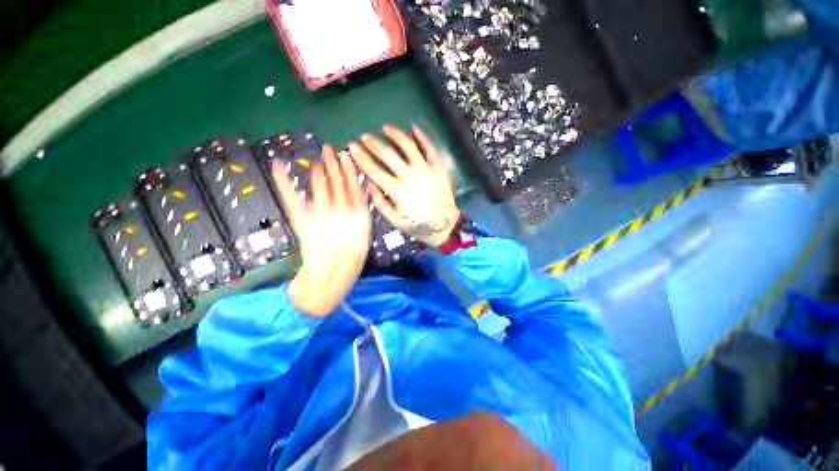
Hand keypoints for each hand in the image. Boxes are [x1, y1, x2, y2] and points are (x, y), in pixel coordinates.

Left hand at [272, 146, 371, 316]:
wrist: (331, 277)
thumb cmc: (352, 260)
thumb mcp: (366, 237)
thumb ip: (363, 215)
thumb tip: (359, 194)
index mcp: (359, 216)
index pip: (354, 187)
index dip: (350, 170)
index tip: (347, 155)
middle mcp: (342, 212)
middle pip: (337, 183)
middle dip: (333, 164)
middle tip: (329, 149)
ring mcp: (321, 215)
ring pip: (320, 186)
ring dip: (318, 170)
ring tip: (317, 158)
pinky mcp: (303, 221)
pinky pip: (293, 198)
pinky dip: (285, 181)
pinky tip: (279, 165)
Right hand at [349, 125, 459, 247]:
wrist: (445, 226)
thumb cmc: (417, 224)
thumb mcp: (394, 219)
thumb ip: (379, 201)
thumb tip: (369, 181)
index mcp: (397, 191)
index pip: (374, 170)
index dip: (361, 157)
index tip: (352, 147)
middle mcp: (410, 177)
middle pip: (388, 155)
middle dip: (373, 144)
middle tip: (365, 136)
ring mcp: (426, 170)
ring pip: (408, 146)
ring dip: (396, 134)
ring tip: (386, 128)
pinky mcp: (438, 168)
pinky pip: (430, 149)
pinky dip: (422, 137)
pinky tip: (414, 128)